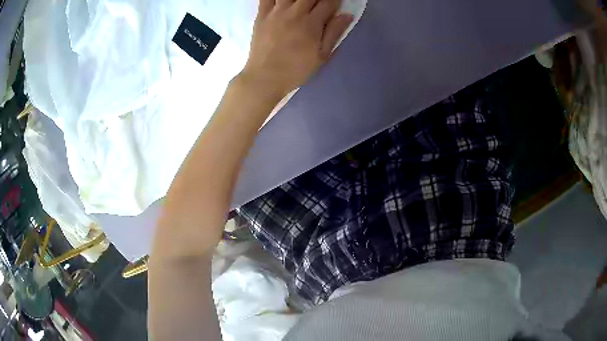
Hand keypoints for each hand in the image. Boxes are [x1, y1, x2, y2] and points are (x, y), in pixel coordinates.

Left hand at [241, 0, 352, 98]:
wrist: (265, 77)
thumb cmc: (296, 69)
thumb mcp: (321, 56)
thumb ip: (334, 33)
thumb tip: (347, 15)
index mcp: (311, 23)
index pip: (328, 2)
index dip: (335, 0)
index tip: (336, 3)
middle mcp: (294, 13)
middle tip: (319, 3)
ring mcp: (276, 12)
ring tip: (302, 2)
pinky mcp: (261, 14)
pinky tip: (282, 0)